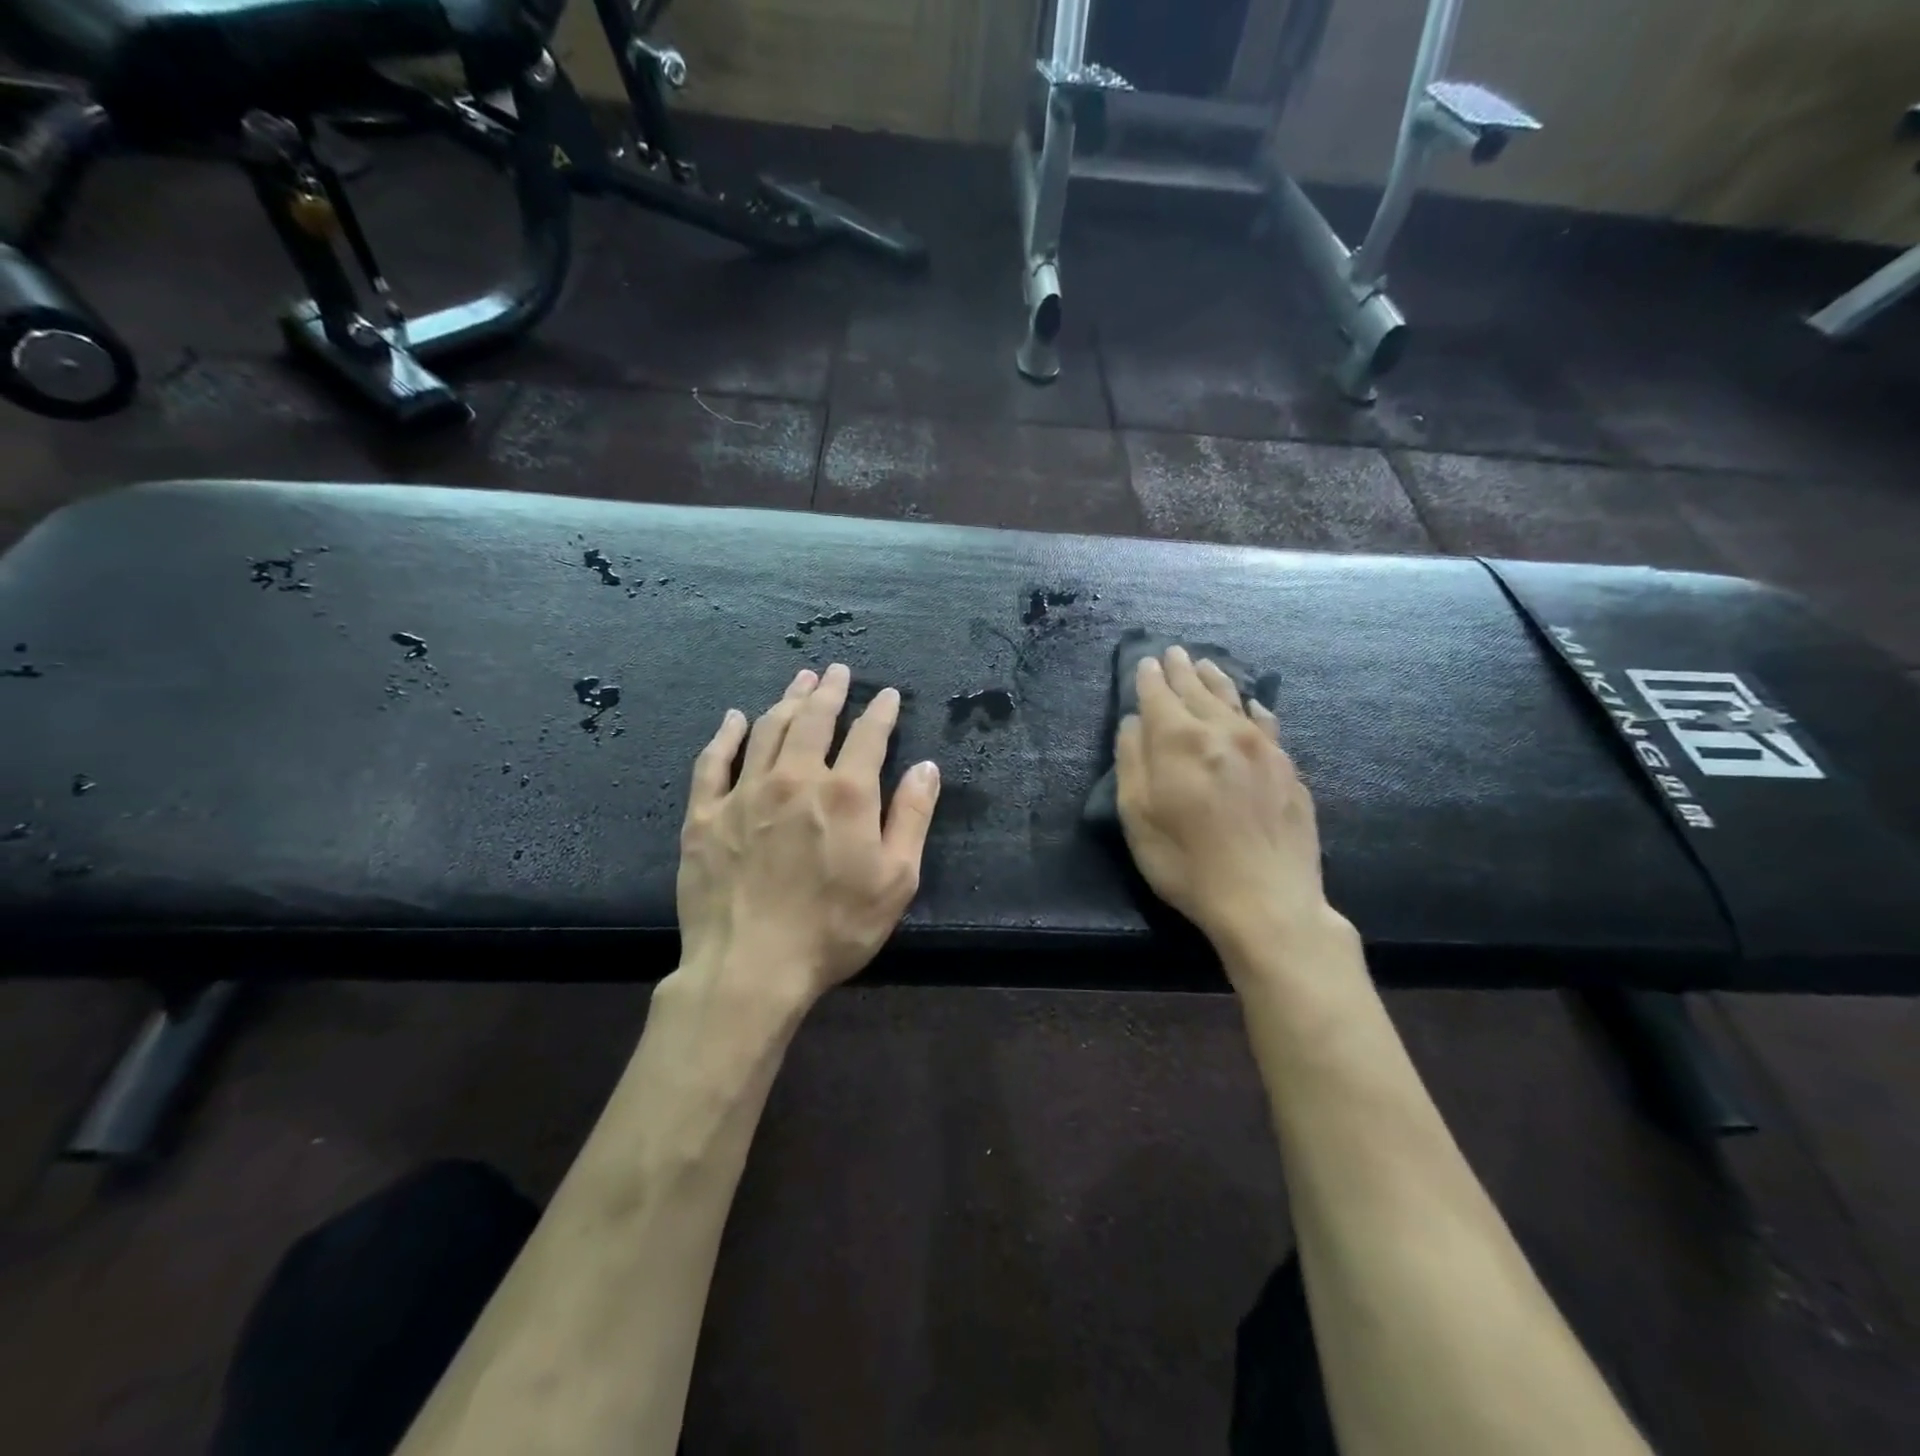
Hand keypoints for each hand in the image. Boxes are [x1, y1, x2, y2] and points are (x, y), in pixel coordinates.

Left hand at [675, 663, 940, 1008]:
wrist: (751, 967)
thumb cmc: (835, 928)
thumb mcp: (896, 879)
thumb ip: (912, 816)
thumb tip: (926, 767)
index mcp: (846, 793)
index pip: (869, 736)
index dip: (881, 711)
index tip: (887, 695)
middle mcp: (795, 778)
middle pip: (814, 720)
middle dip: (829, 691)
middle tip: (836, 670)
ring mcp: (744, 793)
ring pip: (768, 730)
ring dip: (786, 700)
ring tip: (799, 680)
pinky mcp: (704, 814)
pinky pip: (714, 762)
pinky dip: (726, 735)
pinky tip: (734, 718)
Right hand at [1115, 646, 1342, 968]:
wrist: (1267, 901)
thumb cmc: (1186, 863)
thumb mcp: (1137, 817)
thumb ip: (1131, 761)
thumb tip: (1133, 722)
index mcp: (1179, 740)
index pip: (1159, 695)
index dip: (1148, 677)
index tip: (1145, 662)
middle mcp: (1222, 731)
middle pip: (1197, 690)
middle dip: (1181, 670)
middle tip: (1173, 652)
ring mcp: (1261, 747)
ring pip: (1234, 699)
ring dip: (1216, 679)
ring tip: (1205, 664)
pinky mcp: (1287, 768)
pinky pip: (1267, 723)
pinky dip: (1254, 708)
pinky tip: (1253, 704)